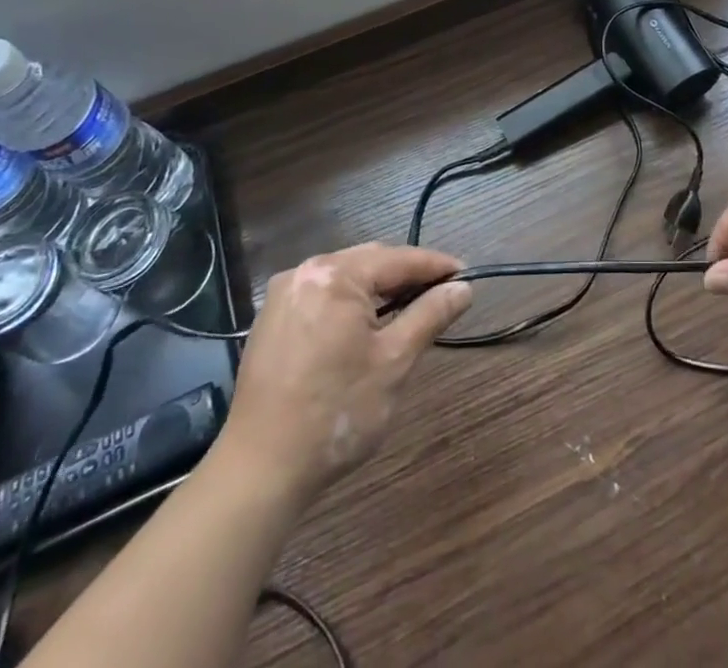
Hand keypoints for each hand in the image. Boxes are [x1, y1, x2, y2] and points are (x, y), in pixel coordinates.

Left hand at [217, 244, 470, 501]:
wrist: (260, 469)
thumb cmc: (336, 411)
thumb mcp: (394, 361)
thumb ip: (430, 315)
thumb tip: (463, 287)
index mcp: (336, 274)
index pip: (399, 259)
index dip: (437, 266)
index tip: (467, 275)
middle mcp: (305, 271)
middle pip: (371, 261)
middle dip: (407, 275)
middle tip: (443, 292)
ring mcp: (284, 294)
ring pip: (346, 277)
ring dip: (379, 288)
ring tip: (411, 307)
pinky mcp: (271, 319)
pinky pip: (323, 294)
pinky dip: (350, 302)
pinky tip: (367, 323)